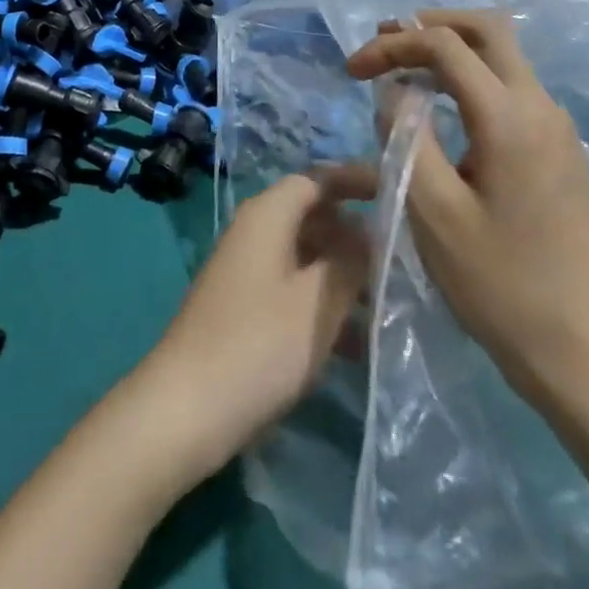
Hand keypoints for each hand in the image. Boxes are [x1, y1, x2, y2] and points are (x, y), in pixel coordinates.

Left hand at [131, 173, 369, 478]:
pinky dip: (324, 306)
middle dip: (356, 234)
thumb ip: (350, 260)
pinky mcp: (247, 310)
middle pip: (314, 216)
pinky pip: (295, 292)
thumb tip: (370, 233)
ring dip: (345, 275)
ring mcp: (249, 272)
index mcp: (268, 215)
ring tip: (390, 302)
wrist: (186, 409)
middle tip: (402, 256)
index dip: (356, 180)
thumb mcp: (317, 300)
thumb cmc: (257, 343)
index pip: (317, 178)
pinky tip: (360, 344)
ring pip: (308, 258)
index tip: (397, 192)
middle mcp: (256, 233)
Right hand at [346, 11, 588, 406]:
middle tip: (386, 41)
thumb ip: (405, 137)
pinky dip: (473, 79)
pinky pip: (514, 89)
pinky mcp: (562, 152)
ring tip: (405, 68)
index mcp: (509, 117)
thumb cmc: (501, 286)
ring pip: (504, 57)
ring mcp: (558, 128)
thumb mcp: (432, 212)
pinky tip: (445, 109)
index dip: (392, 45)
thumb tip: (394, 92)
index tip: (352, 72)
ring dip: (453, 50)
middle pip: (488, 29)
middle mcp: (541, 107)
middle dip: (430, 24)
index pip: (444, 45)